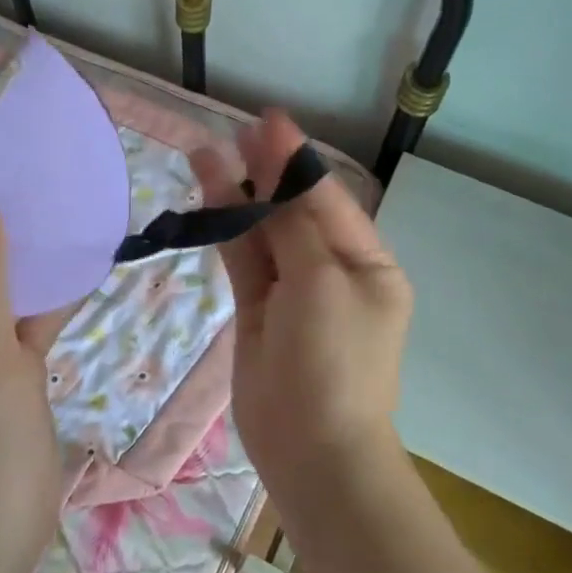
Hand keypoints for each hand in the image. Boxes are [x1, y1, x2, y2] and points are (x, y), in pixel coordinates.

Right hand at [190, 111, 412, 481]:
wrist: (313, 451)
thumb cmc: (333, 361)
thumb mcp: (323, 282)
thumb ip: (295, 226)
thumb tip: (280, 173)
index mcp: (366, 262)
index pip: (326, 197)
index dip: (295, 158)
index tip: (267, 121)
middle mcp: (331, 271)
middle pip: (293, 210)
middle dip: (265, 171)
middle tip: (234, 130)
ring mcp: (293, 292)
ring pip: (262, 232)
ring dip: (237, 195)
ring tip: (205, 153)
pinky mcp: (258, 312)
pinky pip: (243, 261)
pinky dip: (226, 229)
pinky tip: (207, 197)